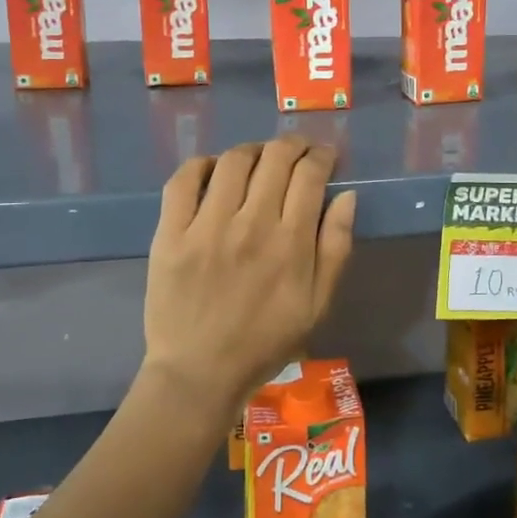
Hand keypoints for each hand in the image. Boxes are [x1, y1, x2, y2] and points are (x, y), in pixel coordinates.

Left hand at [140, 137, 357, 425]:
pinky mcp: (170, 233)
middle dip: (293, 145)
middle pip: (275, 158)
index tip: (325, 157)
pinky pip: (184, 180)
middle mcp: (250, 224)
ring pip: (234, 161)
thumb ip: (336, 247)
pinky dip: (202, 164)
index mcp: (290, 242)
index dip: (322, 156)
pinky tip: (214, 171)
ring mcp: (206, 226)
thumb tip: (346, 196)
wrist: (200, 372)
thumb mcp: (318, 304)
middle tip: (298, 150)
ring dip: (254, 150)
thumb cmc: (266, 341)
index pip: (310, 175)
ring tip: (259, 158)